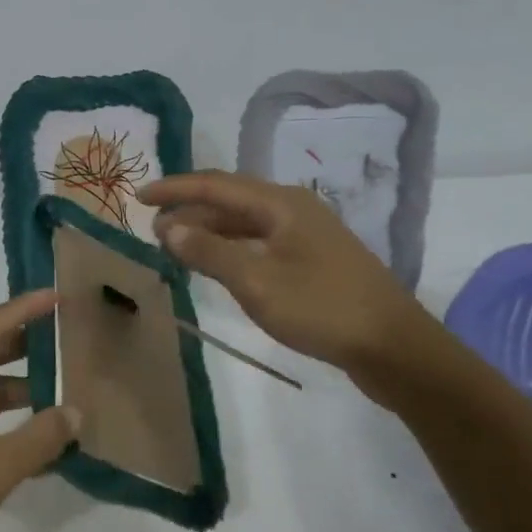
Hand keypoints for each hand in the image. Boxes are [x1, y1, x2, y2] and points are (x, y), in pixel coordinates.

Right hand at [139, 170, 434, 396]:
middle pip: (230, 199)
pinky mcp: (314, 259)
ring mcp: (307, 234)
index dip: (174, 189)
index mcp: (280, 204)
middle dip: (189, 209)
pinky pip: (260, 242)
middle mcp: (293, 209)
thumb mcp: (256, 282)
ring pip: (246, 222)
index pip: (215, 185)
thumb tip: (169, 228)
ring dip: (209, 230)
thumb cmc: (321, 308)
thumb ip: (210, 252)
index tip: (138, 197)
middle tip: (153, 229)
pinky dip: (231, 248)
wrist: (393, 346)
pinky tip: (218, 265)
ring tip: (176, 247)